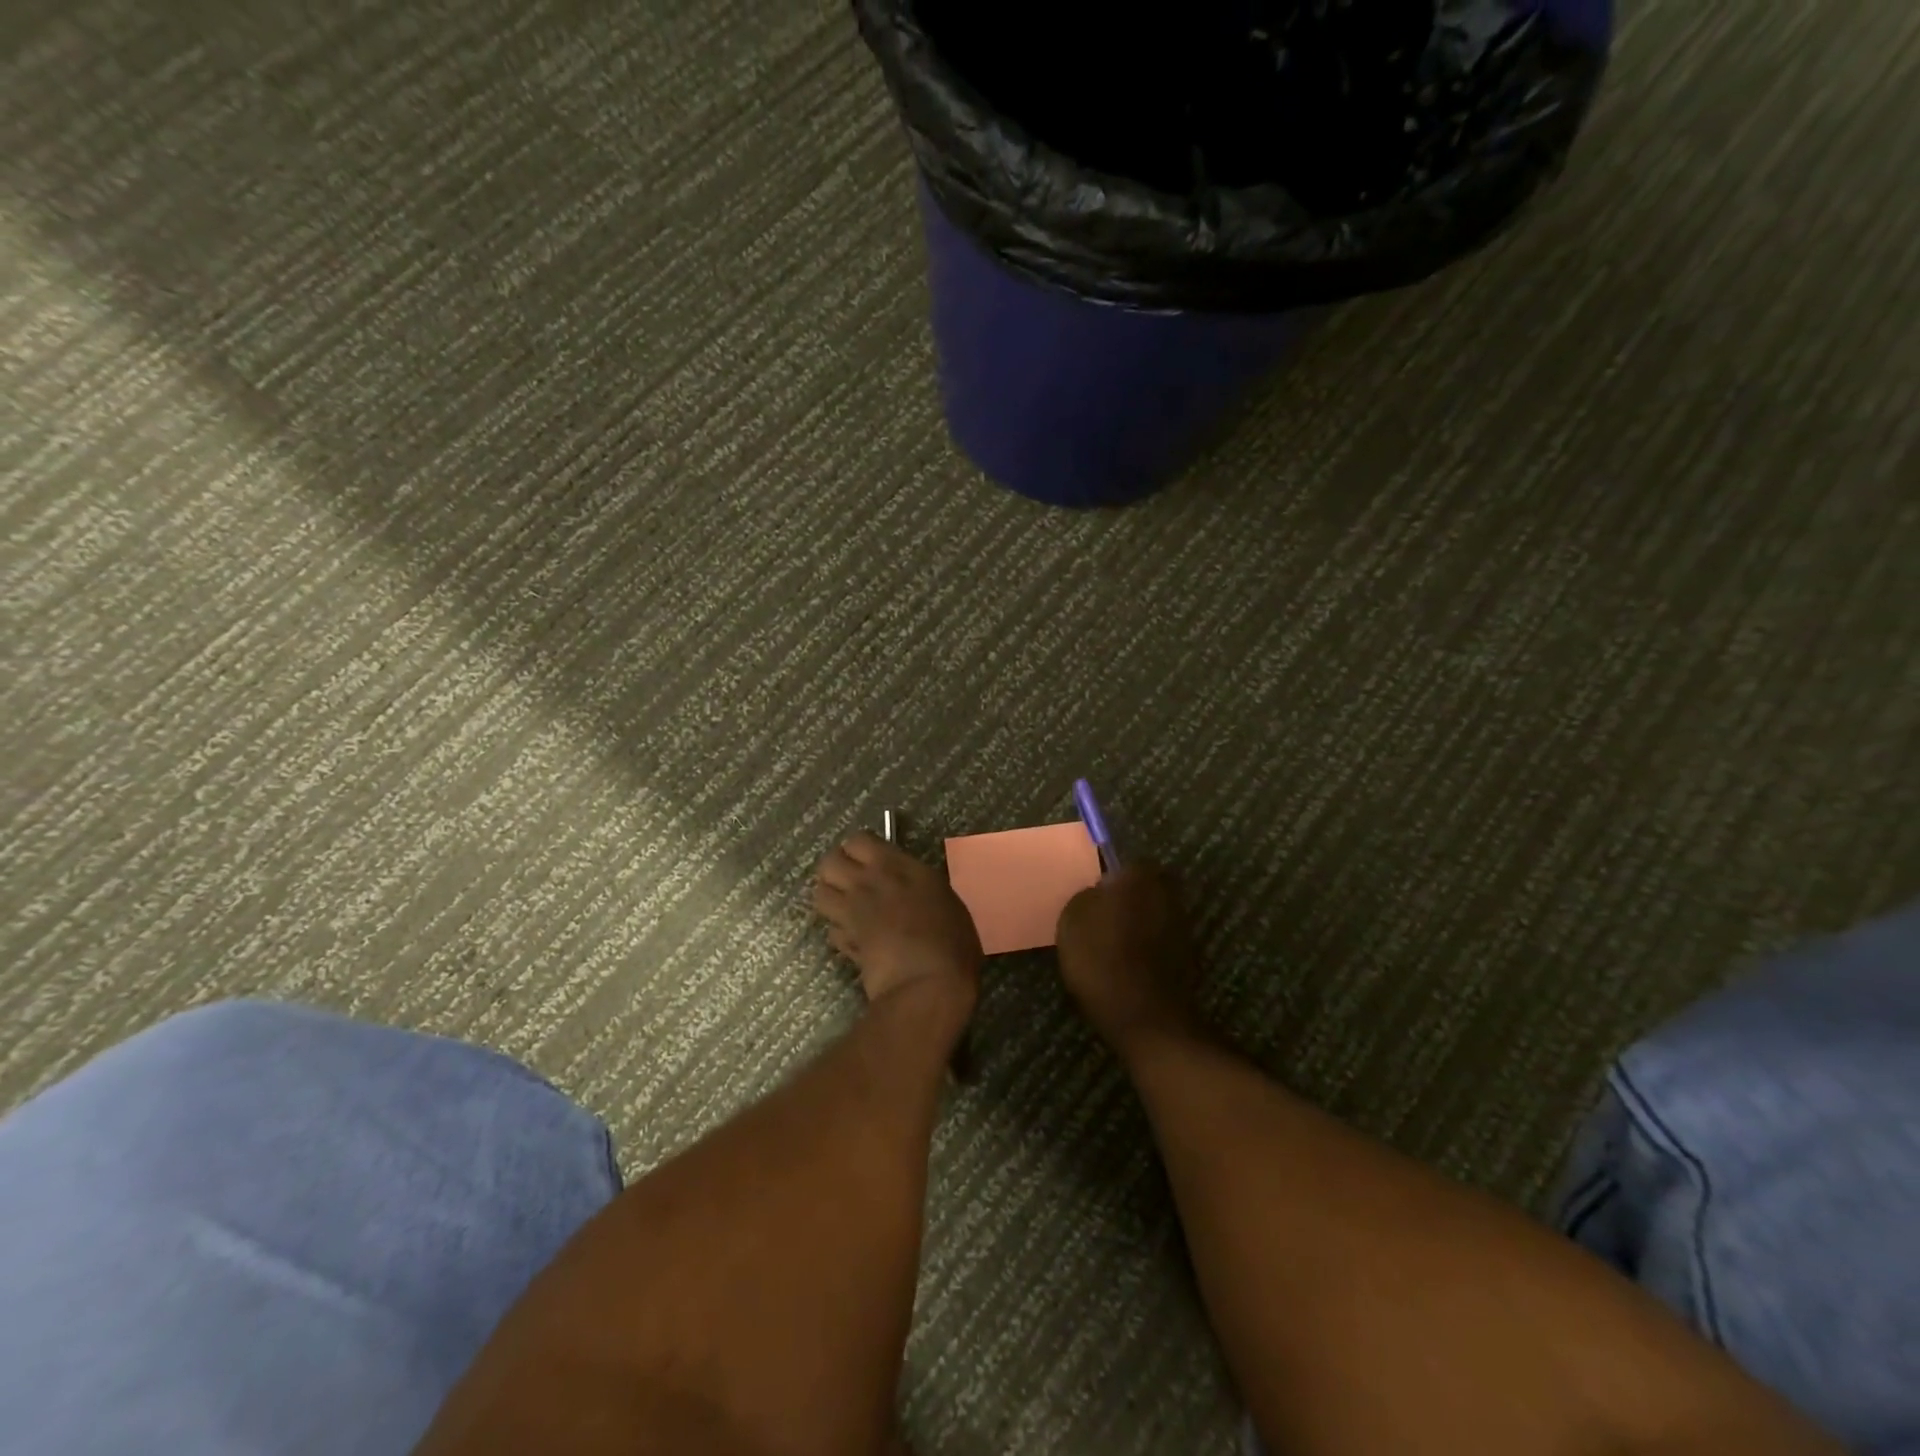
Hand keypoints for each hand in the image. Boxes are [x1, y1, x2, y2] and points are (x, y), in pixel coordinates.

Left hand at [813, 832, 982, 1021]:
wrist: (926, 985)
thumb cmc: (950, 939)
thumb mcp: (944, 898)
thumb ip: (919, 886)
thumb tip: (910, 888)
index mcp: (895, 866)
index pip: (858, 840)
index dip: (859, 849)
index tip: (871, 859)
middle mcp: (867, 884)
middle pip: (828, 862)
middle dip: (835, 868)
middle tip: (853, 880)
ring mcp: (852, 914)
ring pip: (819, 893)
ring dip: (831, 897)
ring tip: (849, 907)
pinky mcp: (845, 943)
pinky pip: (831, 929)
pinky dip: (840, 932)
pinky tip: (856, 939)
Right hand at [1055, 864, 1201, 1053]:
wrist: (1145, 1018)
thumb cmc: (1102, 959)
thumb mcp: (1072, 919)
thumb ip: (1087, 896)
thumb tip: (1099, 894)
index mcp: (1141, 876)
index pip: (1125, 863)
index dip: (1108, 878)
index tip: (1093, 897)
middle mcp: (1168, 893)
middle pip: (1143, 887)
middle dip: (1127, 899)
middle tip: (1100, 919)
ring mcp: (1182, 926)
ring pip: (1153, 914)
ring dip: (1137, 924)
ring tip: (1110, 946)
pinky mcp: (1187, 957)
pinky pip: (1159, 941)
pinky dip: (1145, 948)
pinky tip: (1125, 965)